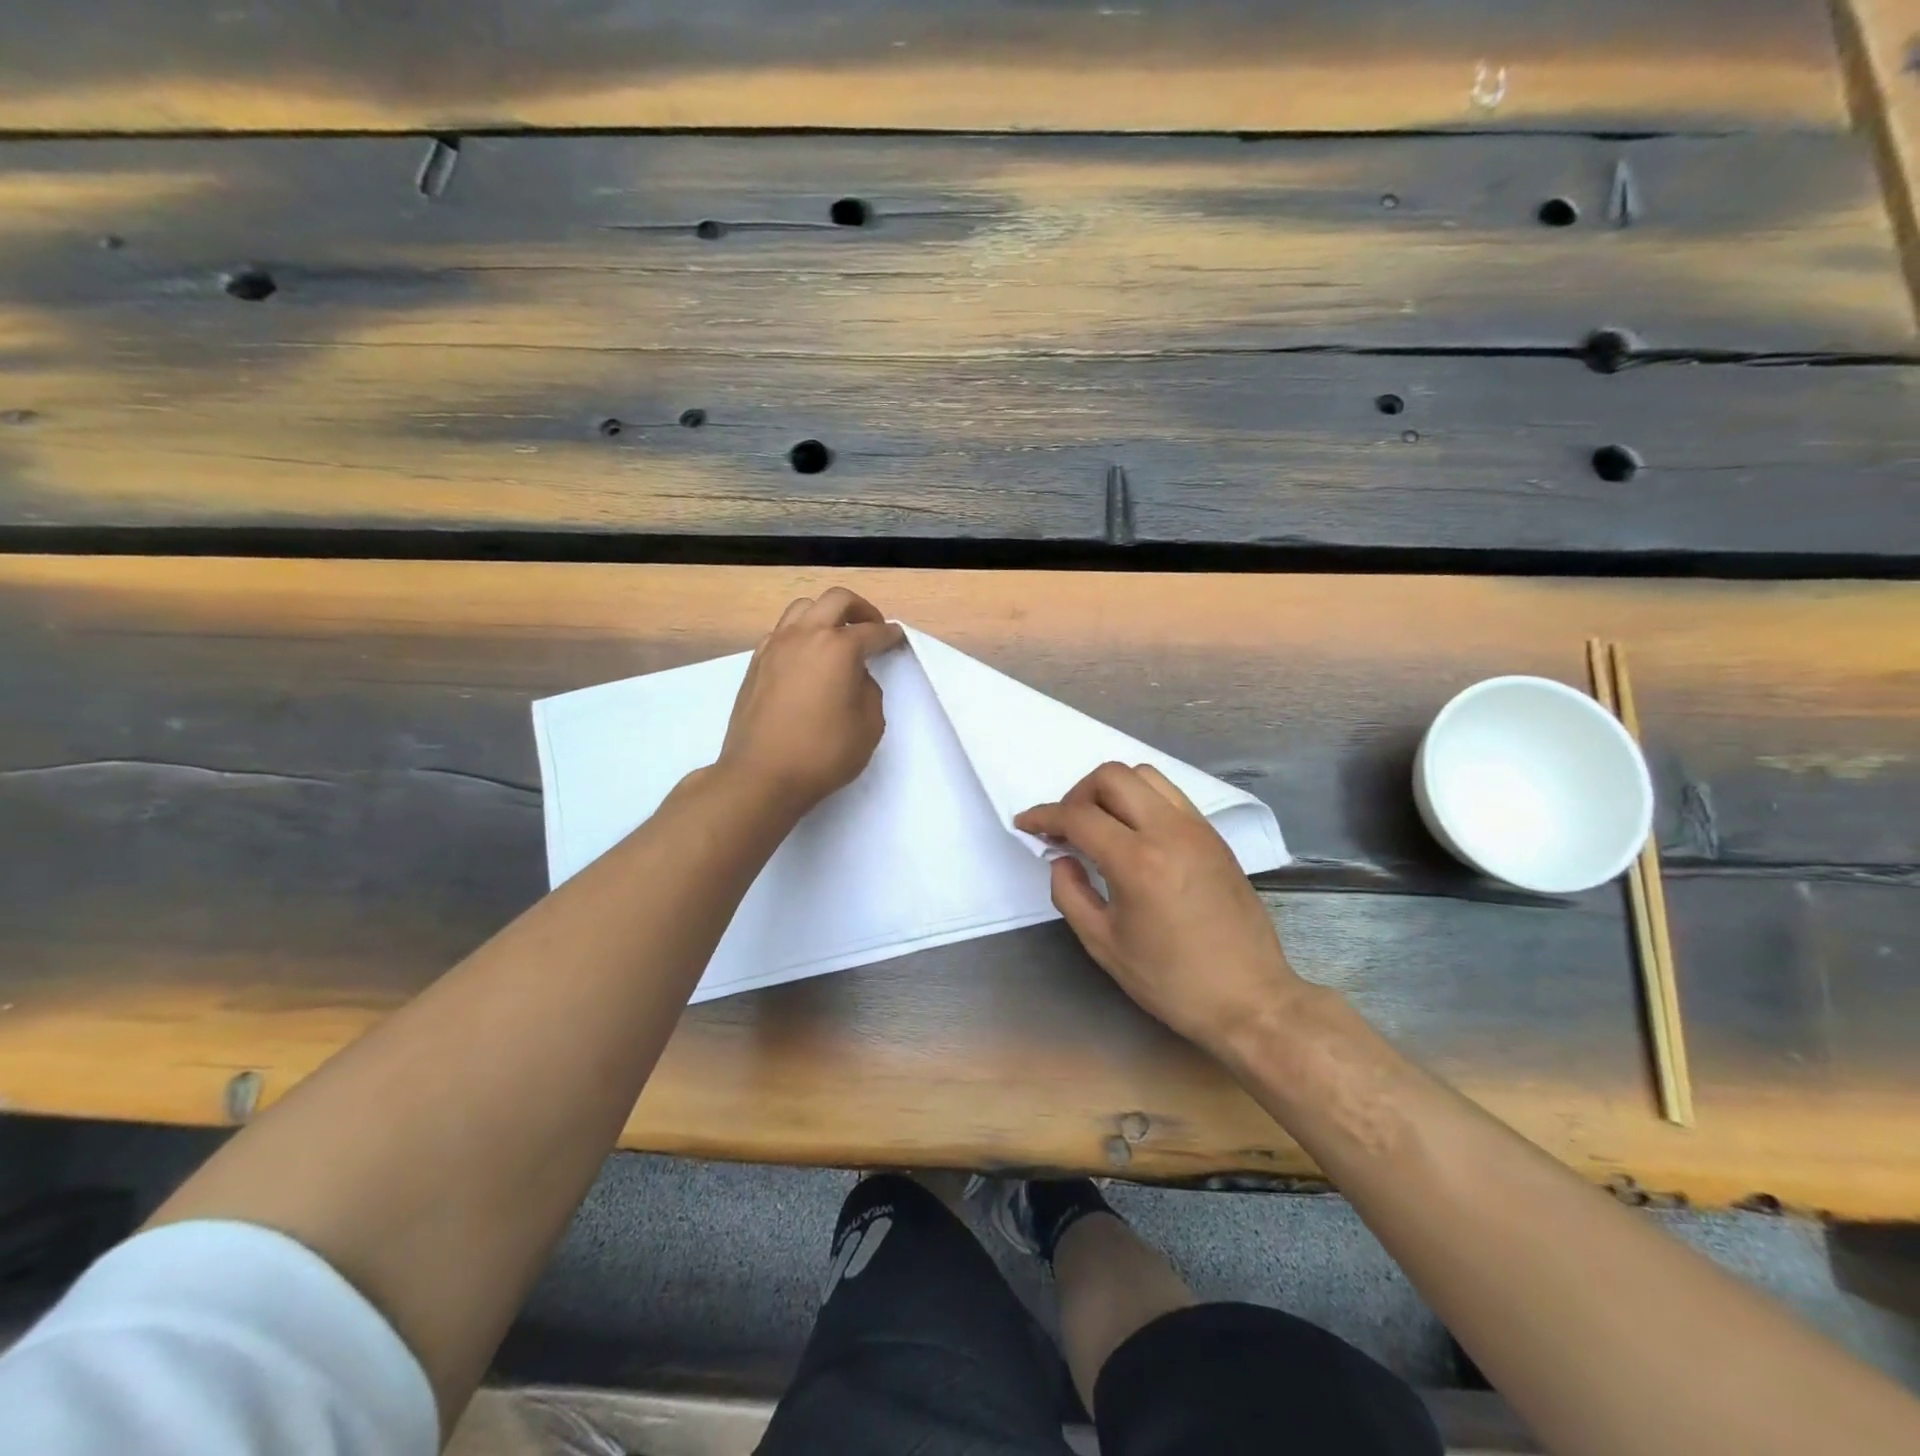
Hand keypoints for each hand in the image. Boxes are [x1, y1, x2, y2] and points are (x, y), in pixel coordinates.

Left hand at [718, 588, 905, 815]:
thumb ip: (869, 691)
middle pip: (836, 600)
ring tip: (836, 638)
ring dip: (826, 615)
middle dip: (860, 609)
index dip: (890, 635)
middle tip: (871, 628)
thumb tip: (856, 677)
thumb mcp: (869, 726)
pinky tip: (807, 658)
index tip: (898, 638)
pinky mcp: (756, 662)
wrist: (761, 775)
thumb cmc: (823, 753)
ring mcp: (775, 645)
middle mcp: (805, 635)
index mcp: (838, 647)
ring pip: (803, 608)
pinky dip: (800, 634)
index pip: (872, 631)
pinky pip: (782, 631)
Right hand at [1015, 762, 1302, 1057]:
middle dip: (1077, 794)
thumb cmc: (1171, 981)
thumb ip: (1069, 892)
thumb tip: (1060, 857)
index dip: (1044, 816)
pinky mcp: (1213, 836)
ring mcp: (1197, 828)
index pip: (1078, 816)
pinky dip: (1141, 799)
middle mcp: (1169, 831)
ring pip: (1144, 775)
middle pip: (1111, 776)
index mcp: (1137, 862)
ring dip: (1111, 790)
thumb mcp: (1104, 944)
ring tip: (1099, 825)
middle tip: (1067, 828)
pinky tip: (1133, 832)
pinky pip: (1169, 794)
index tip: (1025, 824)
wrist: (1249, 998)